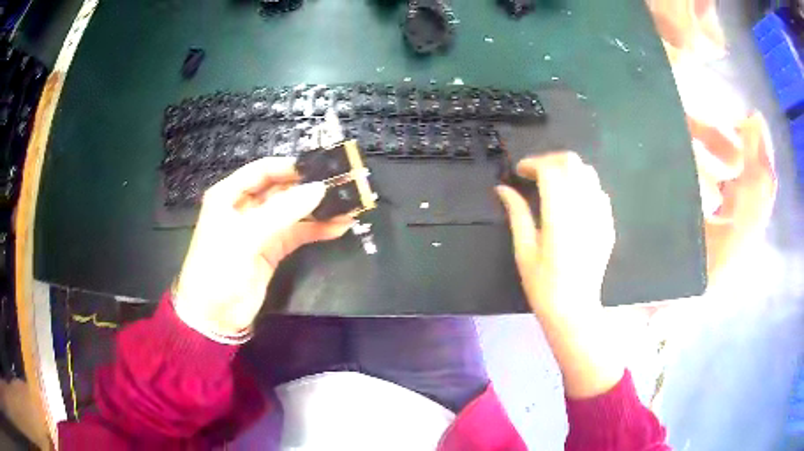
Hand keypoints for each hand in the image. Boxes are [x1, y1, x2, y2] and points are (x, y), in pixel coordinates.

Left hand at [174, 157, 353, 338]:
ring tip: (347, 205)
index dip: (290, 167)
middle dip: (309, 188)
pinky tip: (338, 226)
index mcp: (229, 195)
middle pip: (281, 189)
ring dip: (317, 209)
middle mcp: (245, 207)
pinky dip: (316, 230)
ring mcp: (261, 229)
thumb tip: (319, 189)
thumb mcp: (245, 236)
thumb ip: (282, 212)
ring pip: (292, 211)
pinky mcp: (273, 249)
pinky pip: (297, 233)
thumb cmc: (218, 268)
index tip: (320, 168)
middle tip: (340, 185)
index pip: (263, 170)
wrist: (214, 316)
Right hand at [496, 152, 614, 316]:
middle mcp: (583, 208)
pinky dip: (583, 186)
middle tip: (535, 174)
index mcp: (560, 216)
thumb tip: (502, 189)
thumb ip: (516, 213)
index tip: (520, 172)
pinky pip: (599, 191)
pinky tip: (573, 202)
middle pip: (571, 162)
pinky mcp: (608, 224)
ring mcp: (600, 215)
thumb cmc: (543, 285)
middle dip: (550, 160)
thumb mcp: (524, 250)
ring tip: (554, 184)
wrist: (574, 309)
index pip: (549, 170)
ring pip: (588, 172)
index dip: (532, 163)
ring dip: (568, 170)